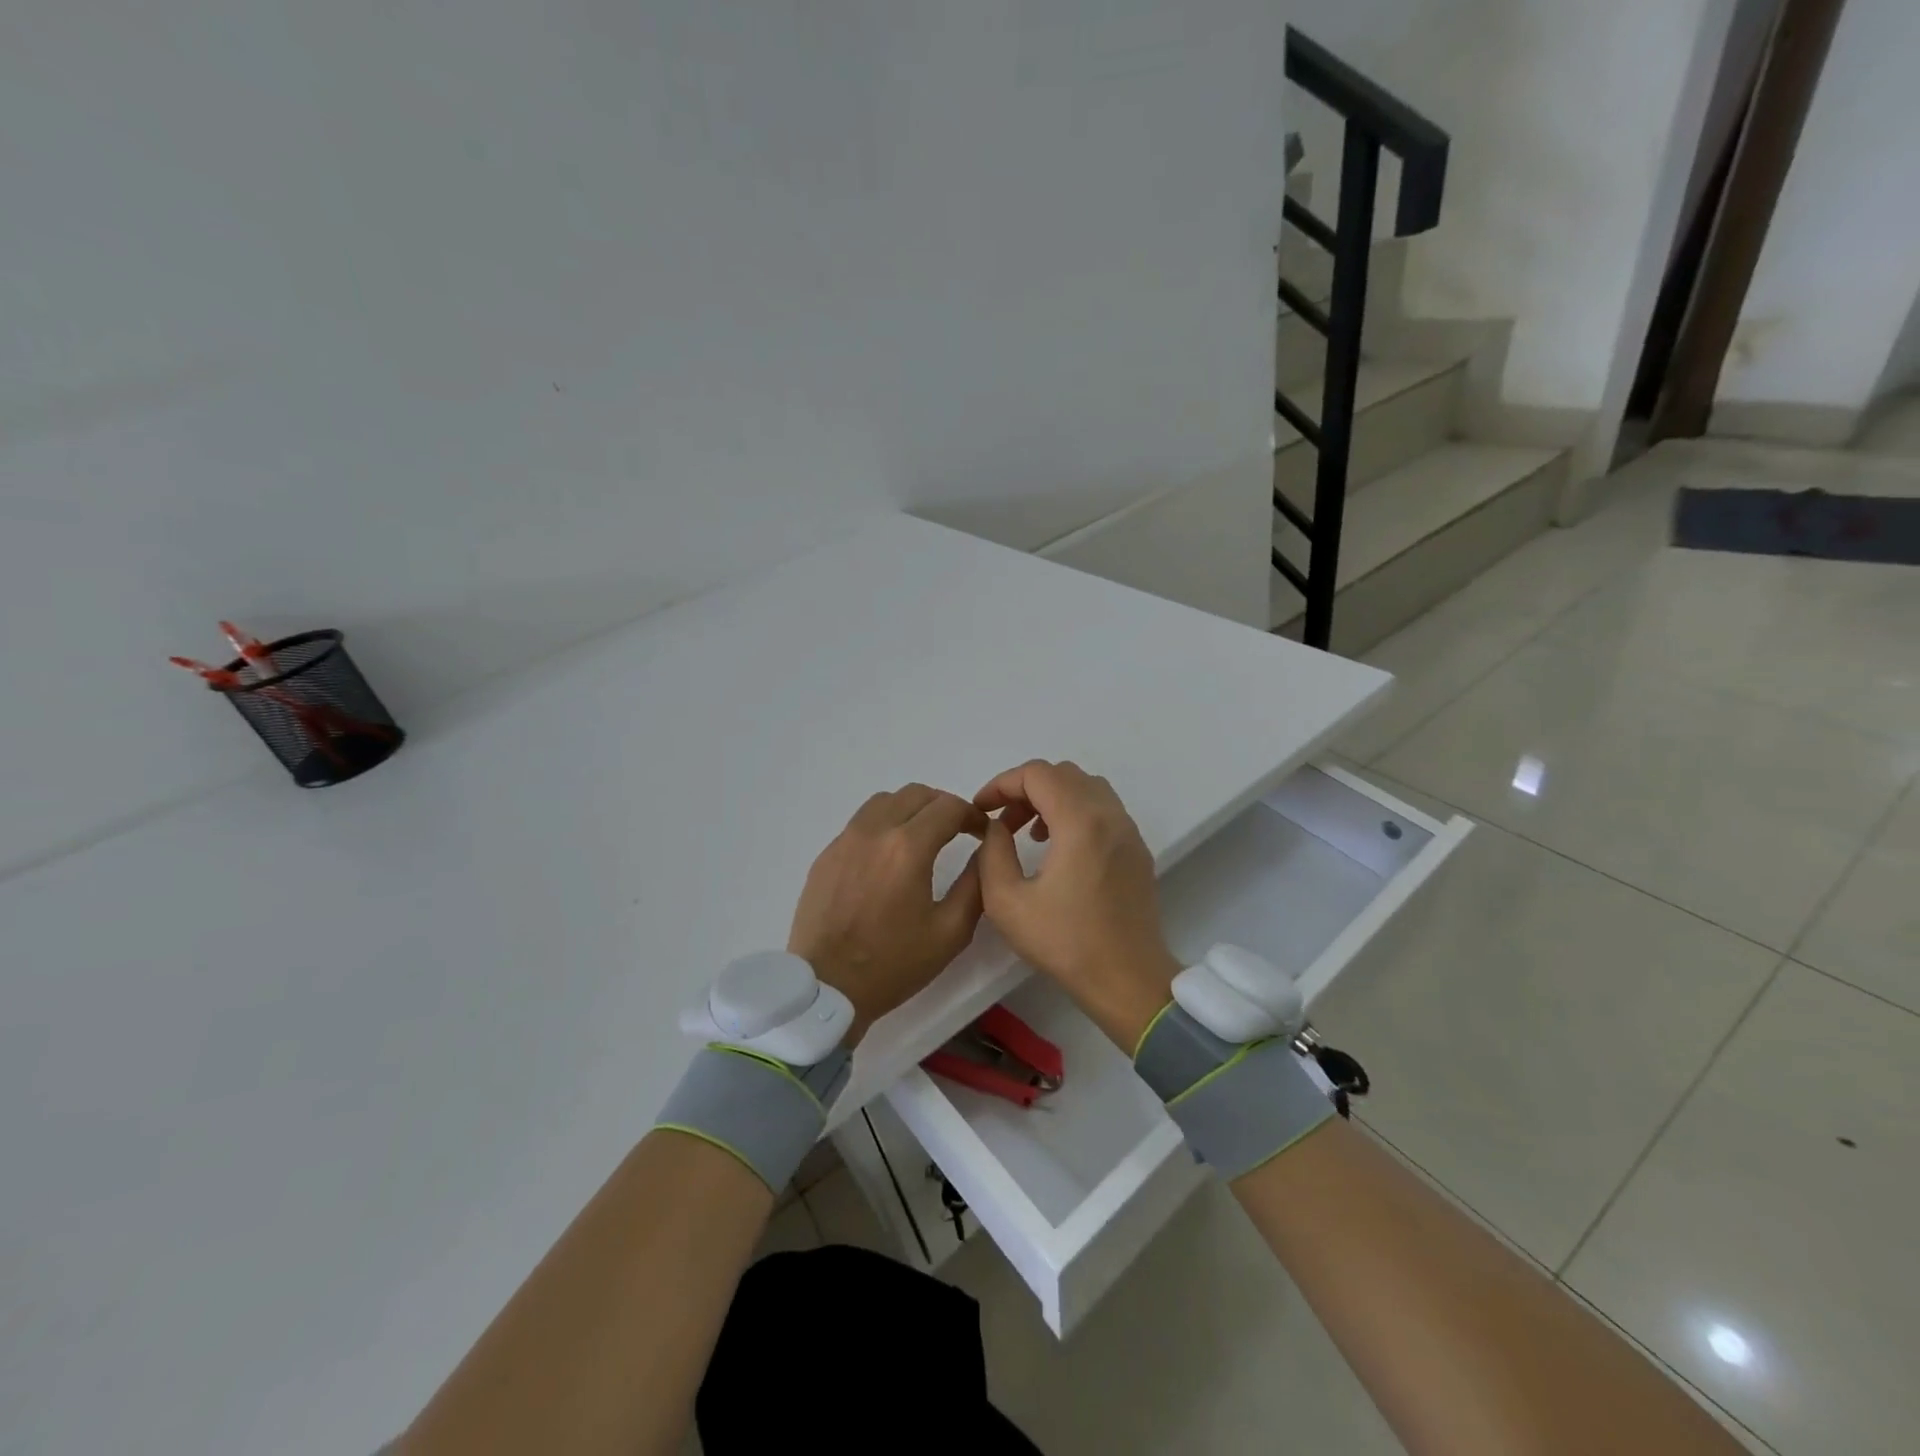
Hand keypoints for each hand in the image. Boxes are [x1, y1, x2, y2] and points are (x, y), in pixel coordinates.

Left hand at [788, 784, 988, 1047]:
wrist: (827, 989)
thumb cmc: (894, 964)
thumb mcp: (951, 932)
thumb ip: (975, 883)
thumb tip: (985, 851)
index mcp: (908, 847)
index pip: (948, 806)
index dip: (972, 814)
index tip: (982, 833)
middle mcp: (874, 831)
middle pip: (916, 794)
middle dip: (943, 806)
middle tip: (957, 831)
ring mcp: (845, 840)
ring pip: (884, 801)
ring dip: (911, 809)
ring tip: (922, 837)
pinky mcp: (826, 854)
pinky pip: (860, 822)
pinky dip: (883, 824)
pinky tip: (888, 857)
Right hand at [974, 760, 1179, 1050]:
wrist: (1128, 980)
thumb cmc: (1065, 943)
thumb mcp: (1007, 903)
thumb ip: (992, 853)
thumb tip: (996, 827)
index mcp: (1080, 822)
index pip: (1037, 774)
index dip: (1002, 783)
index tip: (981, 808)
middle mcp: (1110, 815)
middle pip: (1063, 774)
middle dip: (1025, 788)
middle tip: (1002, 820)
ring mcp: (1129, 831)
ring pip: (1086, 787)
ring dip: (1052, 798)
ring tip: (1028, 832)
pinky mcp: (1137, 849)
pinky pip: (1103, 809)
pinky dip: (1075, 811)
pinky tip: (1058, 848)